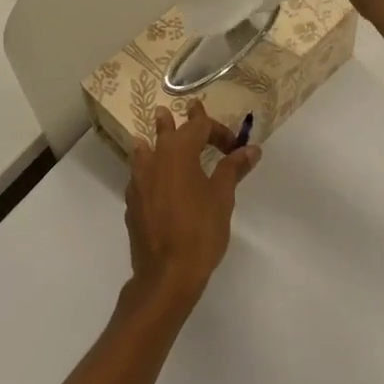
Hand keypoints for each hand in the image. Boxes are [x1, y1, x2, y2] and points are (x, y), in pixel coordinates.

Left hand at [125, 106, 260, 312]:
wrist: (166, 274)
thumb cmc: (199, 231)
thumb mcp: (222, 197)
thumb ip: (233, 168)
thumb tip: (251, 149)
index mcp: (178, 151)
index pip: (199, 126)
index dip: (218, 130)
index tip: (234, 146)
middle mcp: (154, 159)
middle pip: (167, 131)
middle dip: (180, 121)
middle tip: (188, 109)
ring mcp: (138, 181)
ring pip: (146, 150)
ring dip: (155, 140)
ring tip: (154, 134)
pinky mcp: (132, 202)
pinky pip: (140, 175)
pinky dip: (148, 169)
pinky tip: (152, 180)